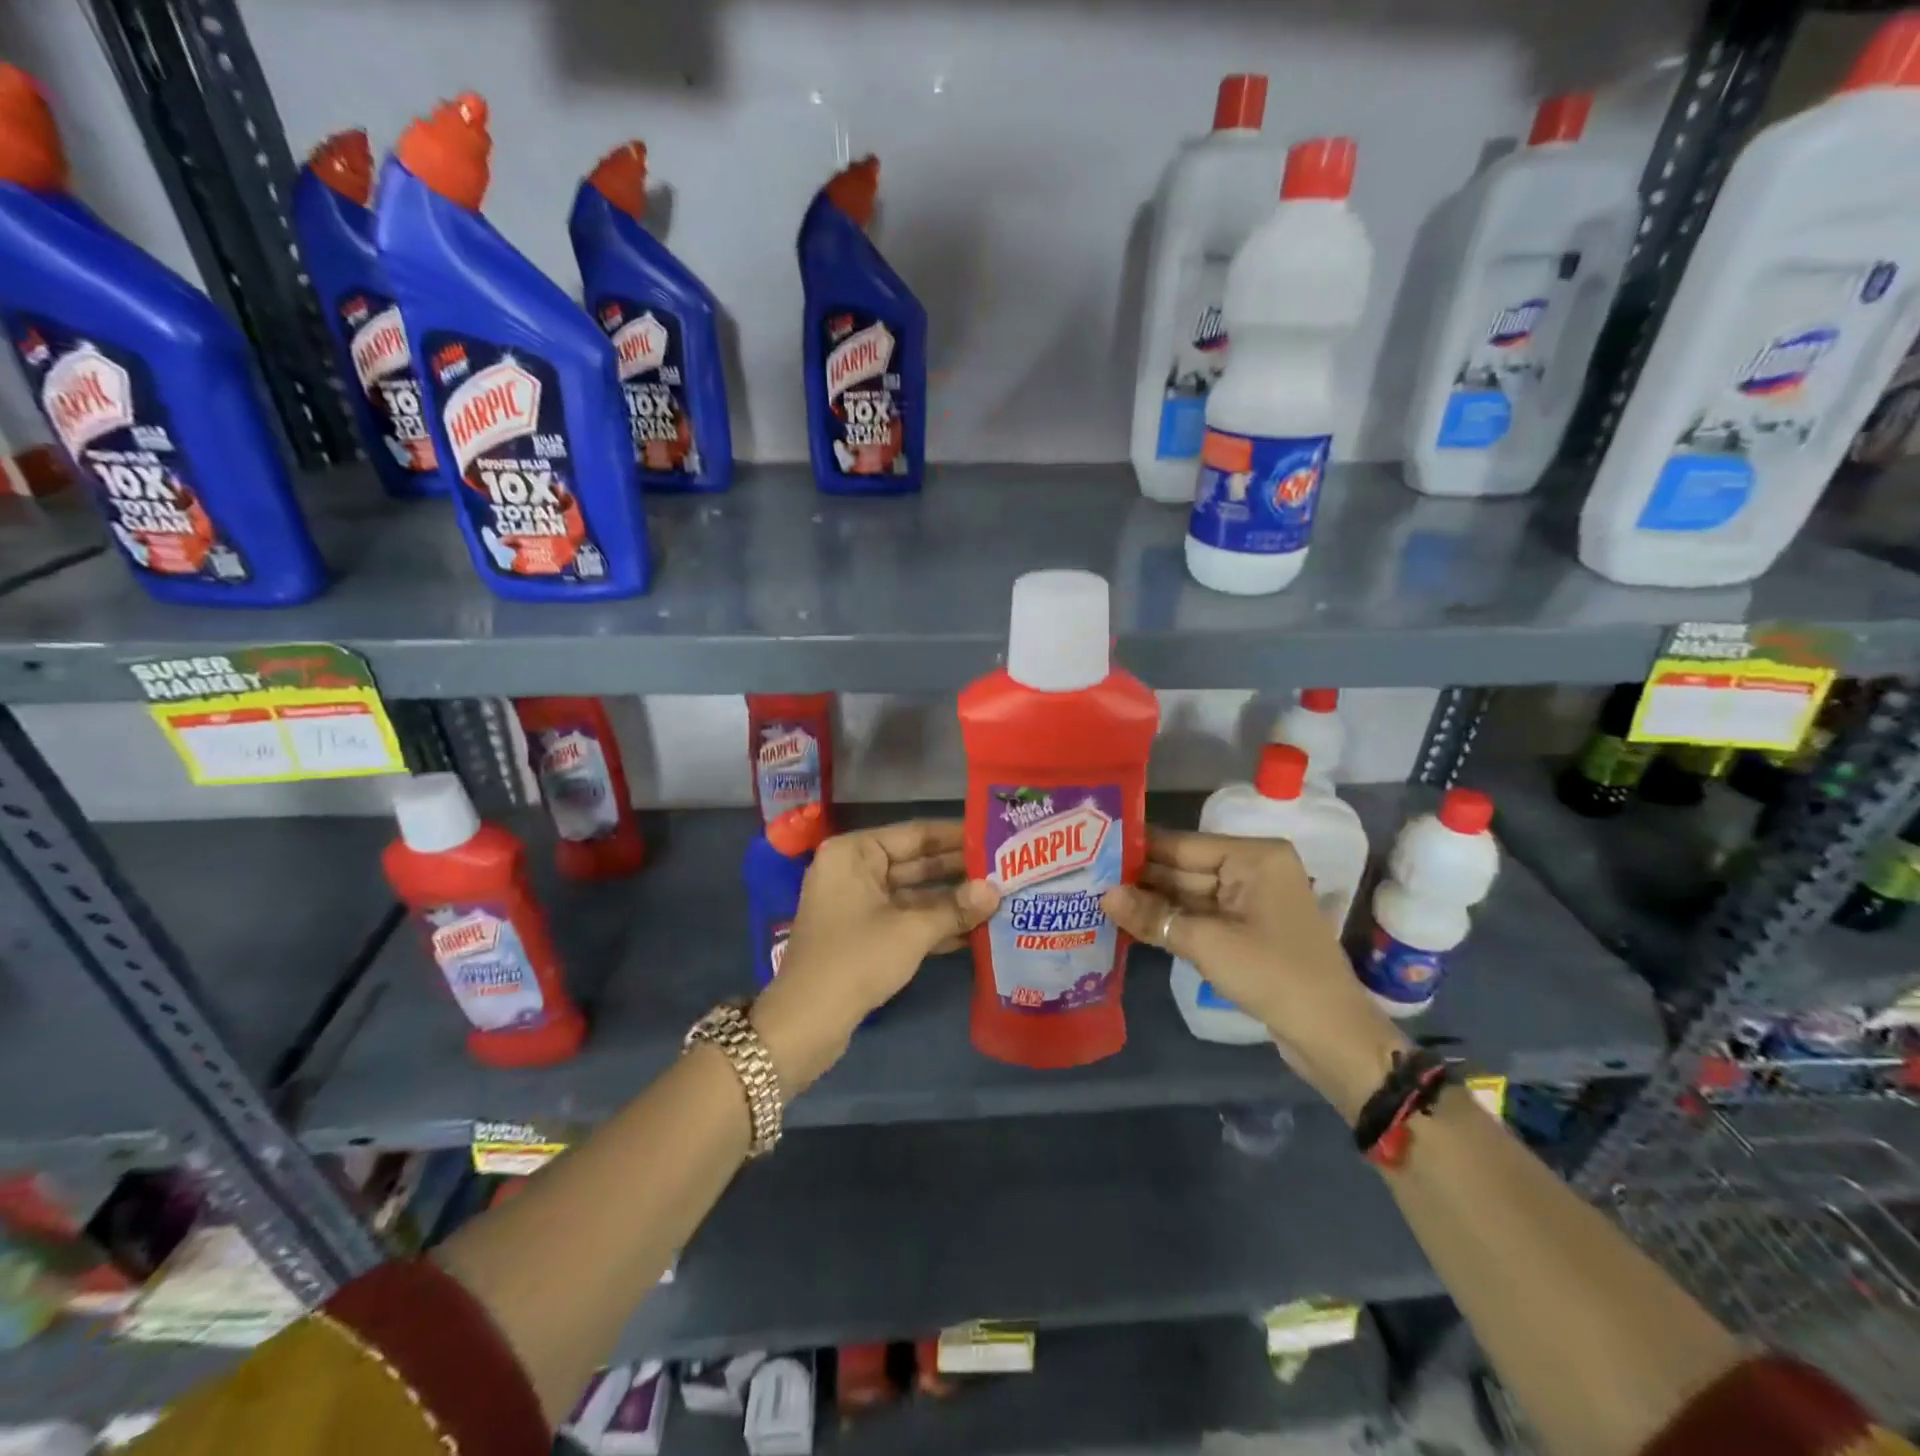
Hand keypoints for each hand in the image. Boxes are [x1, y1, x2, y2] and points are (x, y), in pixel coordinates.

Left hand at [752, 820, 999, 1092]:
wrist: (806, 1022)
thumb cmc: (856, 959)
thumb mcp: (912, 930)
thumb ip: (956, 907)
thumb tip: (996, 890)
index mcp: (855, 852)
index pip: (915, 834)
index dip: (957, 836)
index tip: (996, 836)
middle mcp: (853, 869)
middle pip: (915, 862)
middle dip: (959, 871)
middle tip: (1006, 869)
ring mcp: (857, 903)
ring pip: (913, 894)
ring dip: (951, 900)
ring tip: (999, 898)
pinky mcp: (862, 934)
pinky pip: (904, 918)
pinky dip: (934, 924)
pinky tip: (975, 930)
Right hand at [1100, 830, 1407, 1121]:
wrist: (1331, 1035)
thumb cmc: (1272, 974)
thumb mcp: (1206, 942)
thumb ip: (1152, 915)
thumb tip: (1104, 895)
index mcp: (1254, 857)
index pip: (1183, 845)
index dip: (1139, 850)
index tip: (1093, 850)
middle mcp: (1253, 870)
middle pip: (1185, 869)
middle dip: (1141, 879)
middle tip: (1088, 878)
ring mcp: (1250, 901)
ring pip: (1189, 894)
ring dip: (1152, 902)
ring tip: (1099, 900)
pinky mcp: (1247, 930)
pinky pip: (1201, 916)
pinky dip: (1172, 921)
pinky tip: (1132, 923)